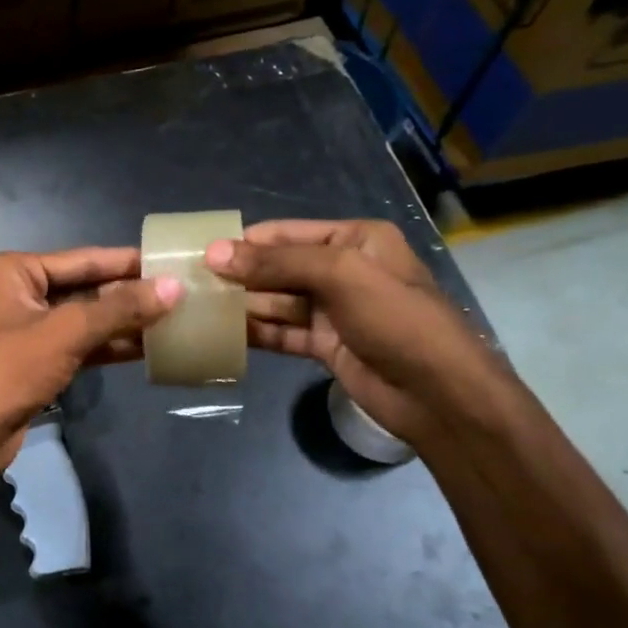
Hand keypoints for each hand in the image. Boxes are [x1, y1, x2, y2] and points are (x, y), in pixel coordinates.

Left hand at [0, 248, 181, 469]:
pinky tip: (144, 348)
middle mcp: (16, 293)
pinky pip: (76, 345)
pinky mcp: (32, 362)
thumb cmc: (9, 370)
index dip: (126, 262)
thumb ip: (120, 308)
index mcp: (13, 271)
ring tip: (170, 320)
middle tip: (176, 292)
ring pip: (81, 320)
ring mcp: (23, 329)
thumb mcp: (67, 332)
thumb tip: (174, 287)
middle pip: (82, 288)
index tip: (167, 260)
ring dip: (121, 323)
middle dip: (126, 295)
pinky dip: (106, 347)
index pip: (81, 259)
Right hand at [205, 219, 503, 443]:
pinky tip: (222, 335)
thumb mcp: (340, 275)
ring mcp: (333, 310)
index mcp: (354, 240)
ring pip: (276, 301)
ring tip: (198, 309)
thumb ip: (276, 262)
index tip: (199, 252)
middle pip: (278, 267)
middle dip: (239, 275)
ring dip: (242, 305)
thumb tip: (214, 253)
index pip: (286, 234)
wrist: (437, 393)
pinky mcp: (325, 344)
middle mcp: (341, 270)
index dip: (244, 242)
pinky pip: (282, 332)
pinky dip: (256, 333)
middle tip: (190, 284)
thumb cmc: (396, 319)